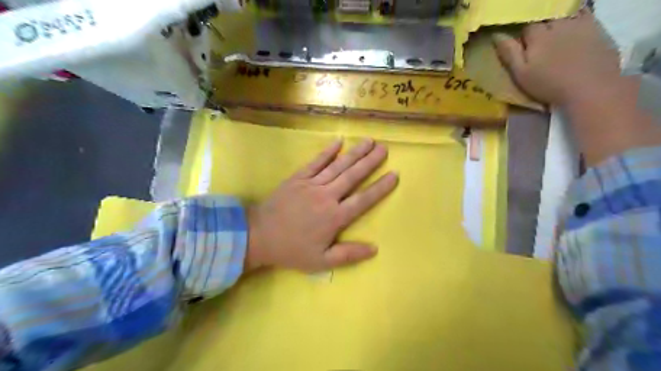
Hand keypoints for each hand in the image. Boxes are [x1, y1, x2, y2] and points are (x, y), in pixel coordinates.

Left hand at [243, 140, 393, 271]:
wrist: (259, 236)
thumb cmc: (292, 250)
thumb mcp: (321, 261)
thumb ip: (349, 254)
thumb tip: (375, 248)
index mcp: (334, 217)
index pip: (363, 200)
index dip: (380, 187)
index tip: (394, 174)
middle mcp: (326, 196)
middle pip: (352, 176)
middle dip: (370, 162)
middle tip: (384, 149)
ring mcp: (311, 184)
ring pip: (337, 166)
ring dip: (354, 153)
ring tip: (369, 141)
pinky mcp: (298, 178)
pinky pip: (315, 162)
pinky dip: (327, 152)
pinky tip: (338, 141)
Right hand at [493, 10, 622, 105]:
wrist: (590, 88)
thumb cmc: (549, 84)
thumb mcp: (521, 74)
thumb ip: (509, 53)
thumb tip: (496, 35)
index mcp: (538, 36)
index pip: (526, 26)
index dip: (522, 33)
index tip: (521, 42)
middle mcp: (558, 24)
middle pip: (545, 17)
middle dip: (540, 24)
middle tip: (538, 38)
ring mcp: (580, 24)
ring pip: (564, 13)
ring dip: (557, 18)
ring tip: (554, 31)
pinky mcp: (598, 28)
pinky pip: (585, 14)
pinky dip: (577, 16)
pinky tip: (573, 26)